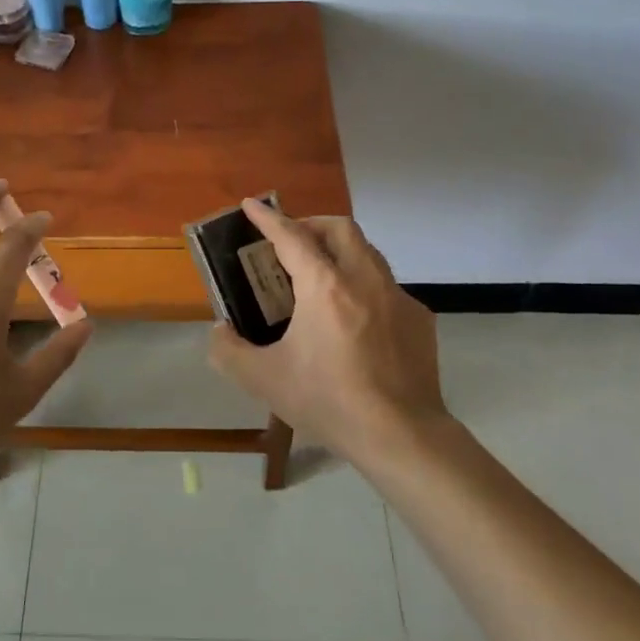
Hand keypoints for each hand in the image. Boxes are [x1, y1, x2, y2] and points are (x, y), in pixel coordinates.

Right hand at [207, 199, 445, 466]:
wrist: (401, 435)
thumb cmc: (329, 401)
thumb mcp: (264, 380)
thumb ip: (229, 351)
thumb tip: (220, 331)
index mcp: (325, 287)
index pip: (292, 237)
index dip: (269, 218)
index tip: (252, 204)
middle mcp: (364, 279)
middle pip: (340, 228)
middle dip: (311, 224)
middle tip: (291, 241)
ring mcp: (398, 297)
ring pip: (368, 253)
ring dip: (341, 251)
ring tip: (321, 276)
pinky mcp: (419, 319)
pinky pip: (387, 288)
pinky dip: (364, 287)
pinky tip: (355, 320)